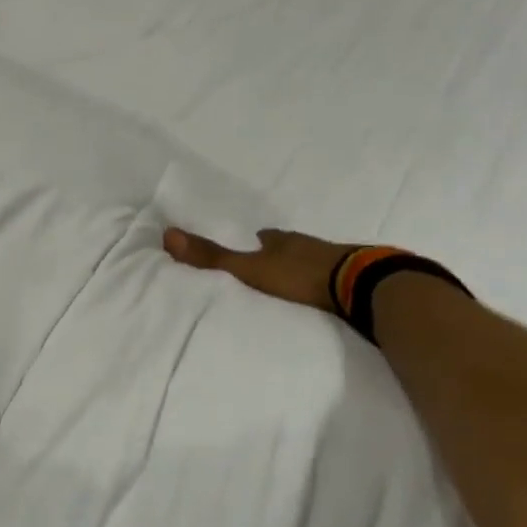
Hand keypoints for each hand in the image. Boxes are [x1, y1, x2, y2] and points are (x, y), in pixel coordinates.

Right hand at [162, 226, 353, 312]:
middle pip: (291, 246)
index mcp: (282, 241)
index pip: (266, 236)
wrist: (359, 285)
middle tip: (272, 260)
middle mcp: (308, 245)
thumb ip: (212, 258)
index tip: (254, 241)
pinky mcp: (357, 276)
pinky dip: (328, 280)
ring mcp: (336, 258)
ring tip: (295, 279)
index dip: (259, 239)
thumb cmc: (299, 275)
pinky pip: (336, 275)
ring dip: (305, 266)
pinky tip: (325, 291)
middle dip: (282, 252)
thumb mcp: (249, 268)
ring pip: (314, 258)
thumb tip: (167, 234)